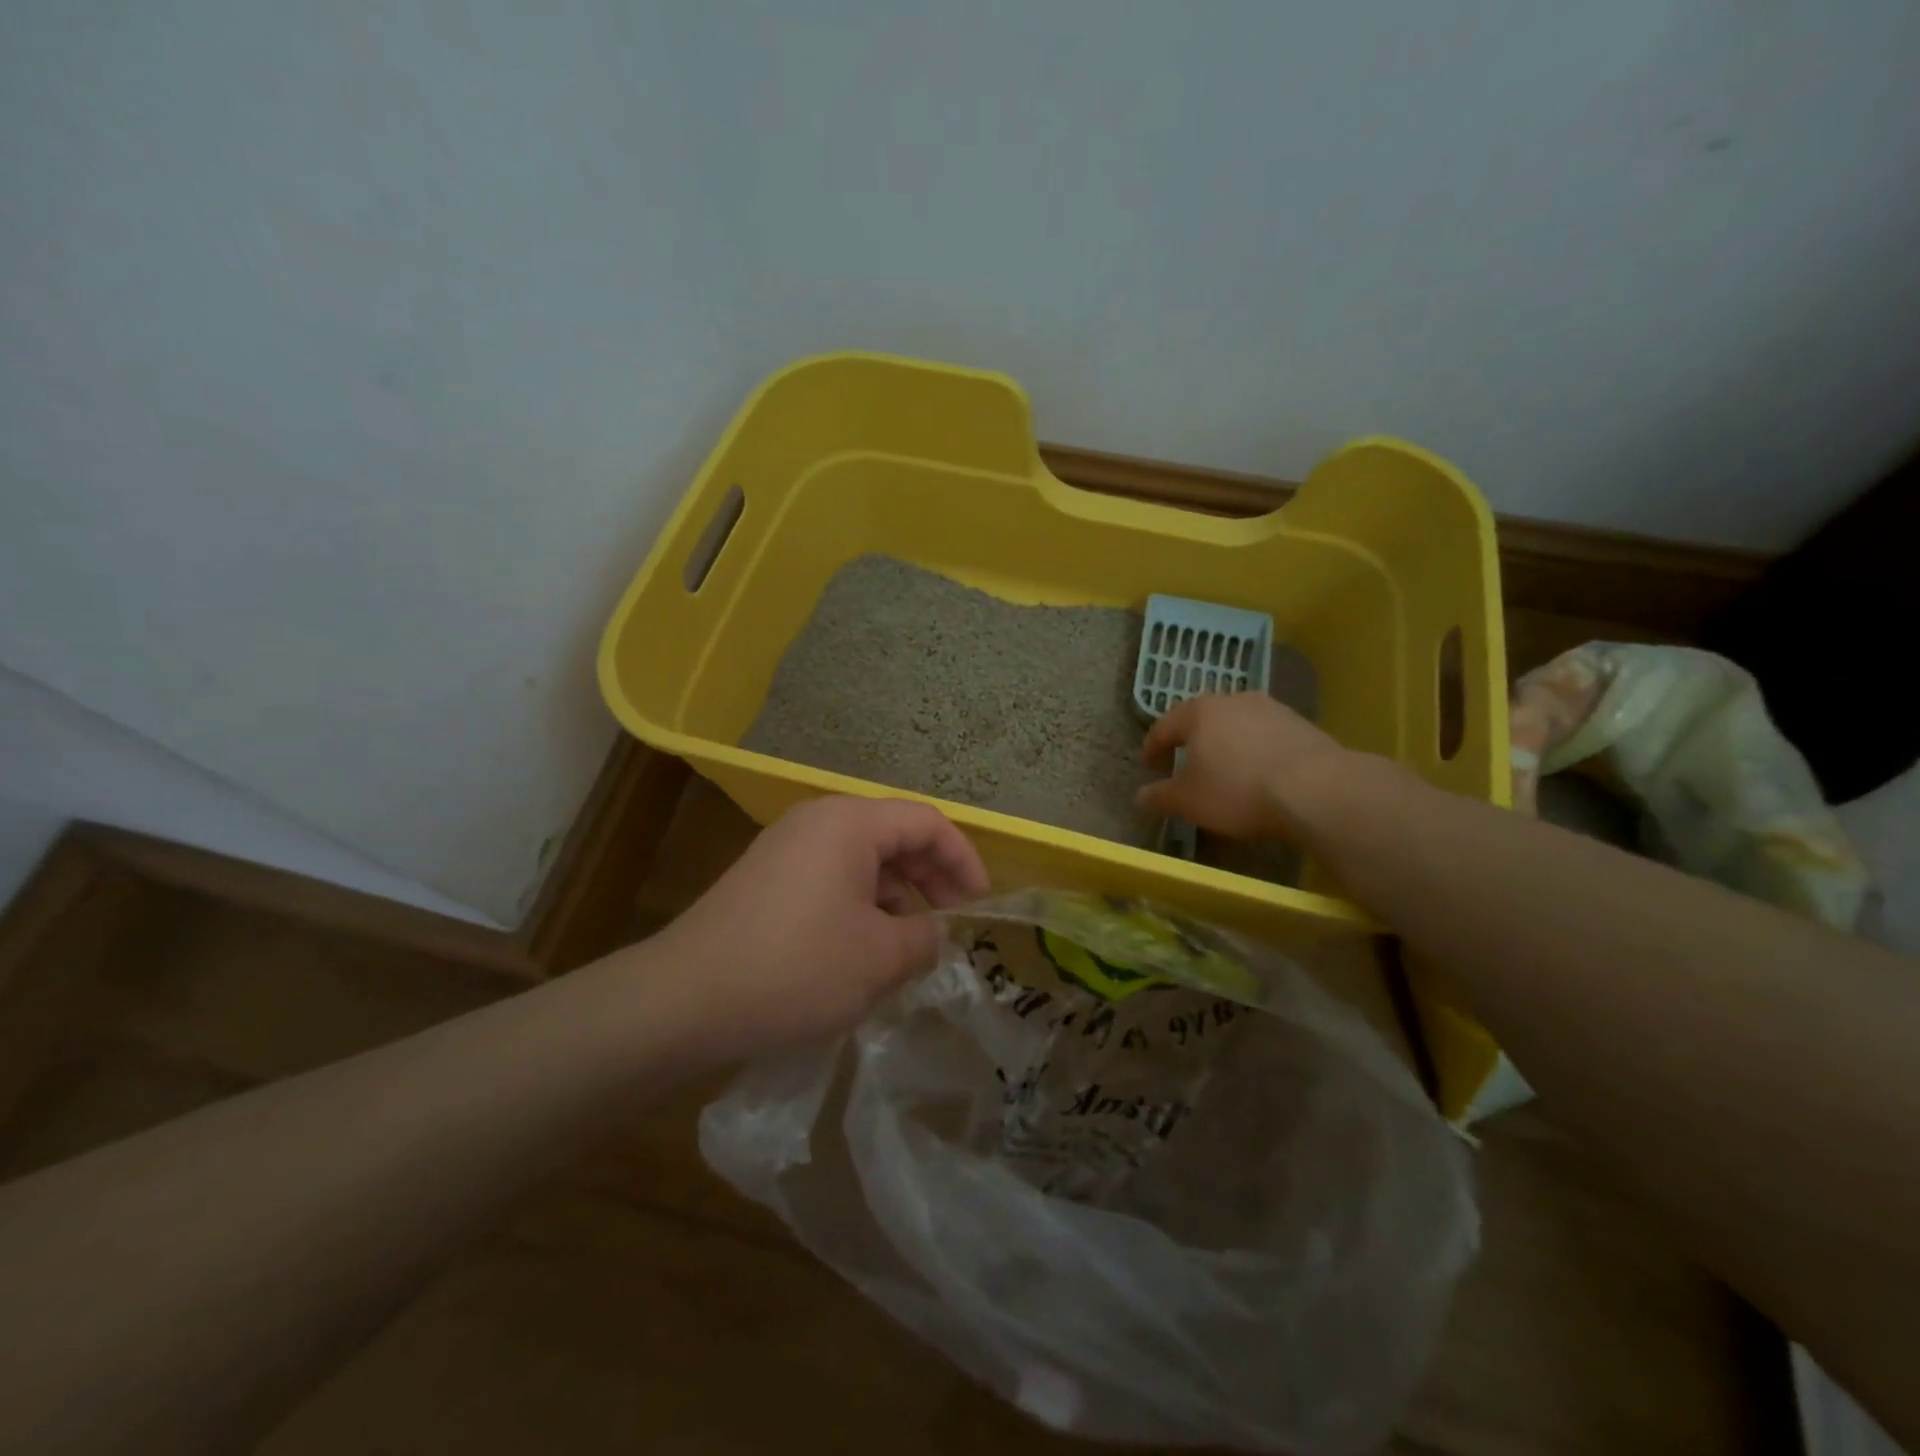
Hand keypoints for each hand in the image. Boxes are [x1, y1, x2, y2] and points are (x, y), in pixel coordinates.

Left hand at [659, 795, 989, 1053]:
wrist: (684, 1000)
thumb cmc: (796, 968)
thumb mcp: (879, 957)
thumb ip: (924, 938)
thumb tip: (933, 932)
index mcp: (849, 823)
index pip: (926, 821)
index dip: (963, 859)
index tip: (980, 904)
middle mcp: (817, 821)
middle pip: (894, 836)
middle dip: (930, 879)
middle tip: (948, 927)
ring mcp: (786, 848)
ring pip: (862, 860)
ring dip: (895, 897)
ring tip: (908, 947)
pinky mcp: (766, 879)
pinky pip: (831, 879)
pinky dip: (860, 906)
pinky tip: (863, 951)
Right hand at [1136, 692, 1352, 839]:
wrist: (1316, 788)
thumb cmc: (1237, 790)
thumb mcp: (1187, 801)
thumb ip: (1159, 797)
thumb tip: (1140, 797)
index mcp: (1198, 712)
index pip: (1164, 726)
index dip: (1152, 747)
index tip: (1148, 766)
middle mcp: (1233, 700)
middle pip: (1202, 719)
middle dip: (1191, 741)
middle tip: (1184, 763)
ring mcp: (1271, 709)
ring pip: (1236, 724)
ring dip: (1226, 743)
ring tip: (1224, 769)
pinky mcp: (1301, 724)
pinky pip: (1265, 736)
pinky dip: (1254, 750)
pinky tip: (1259, 773)